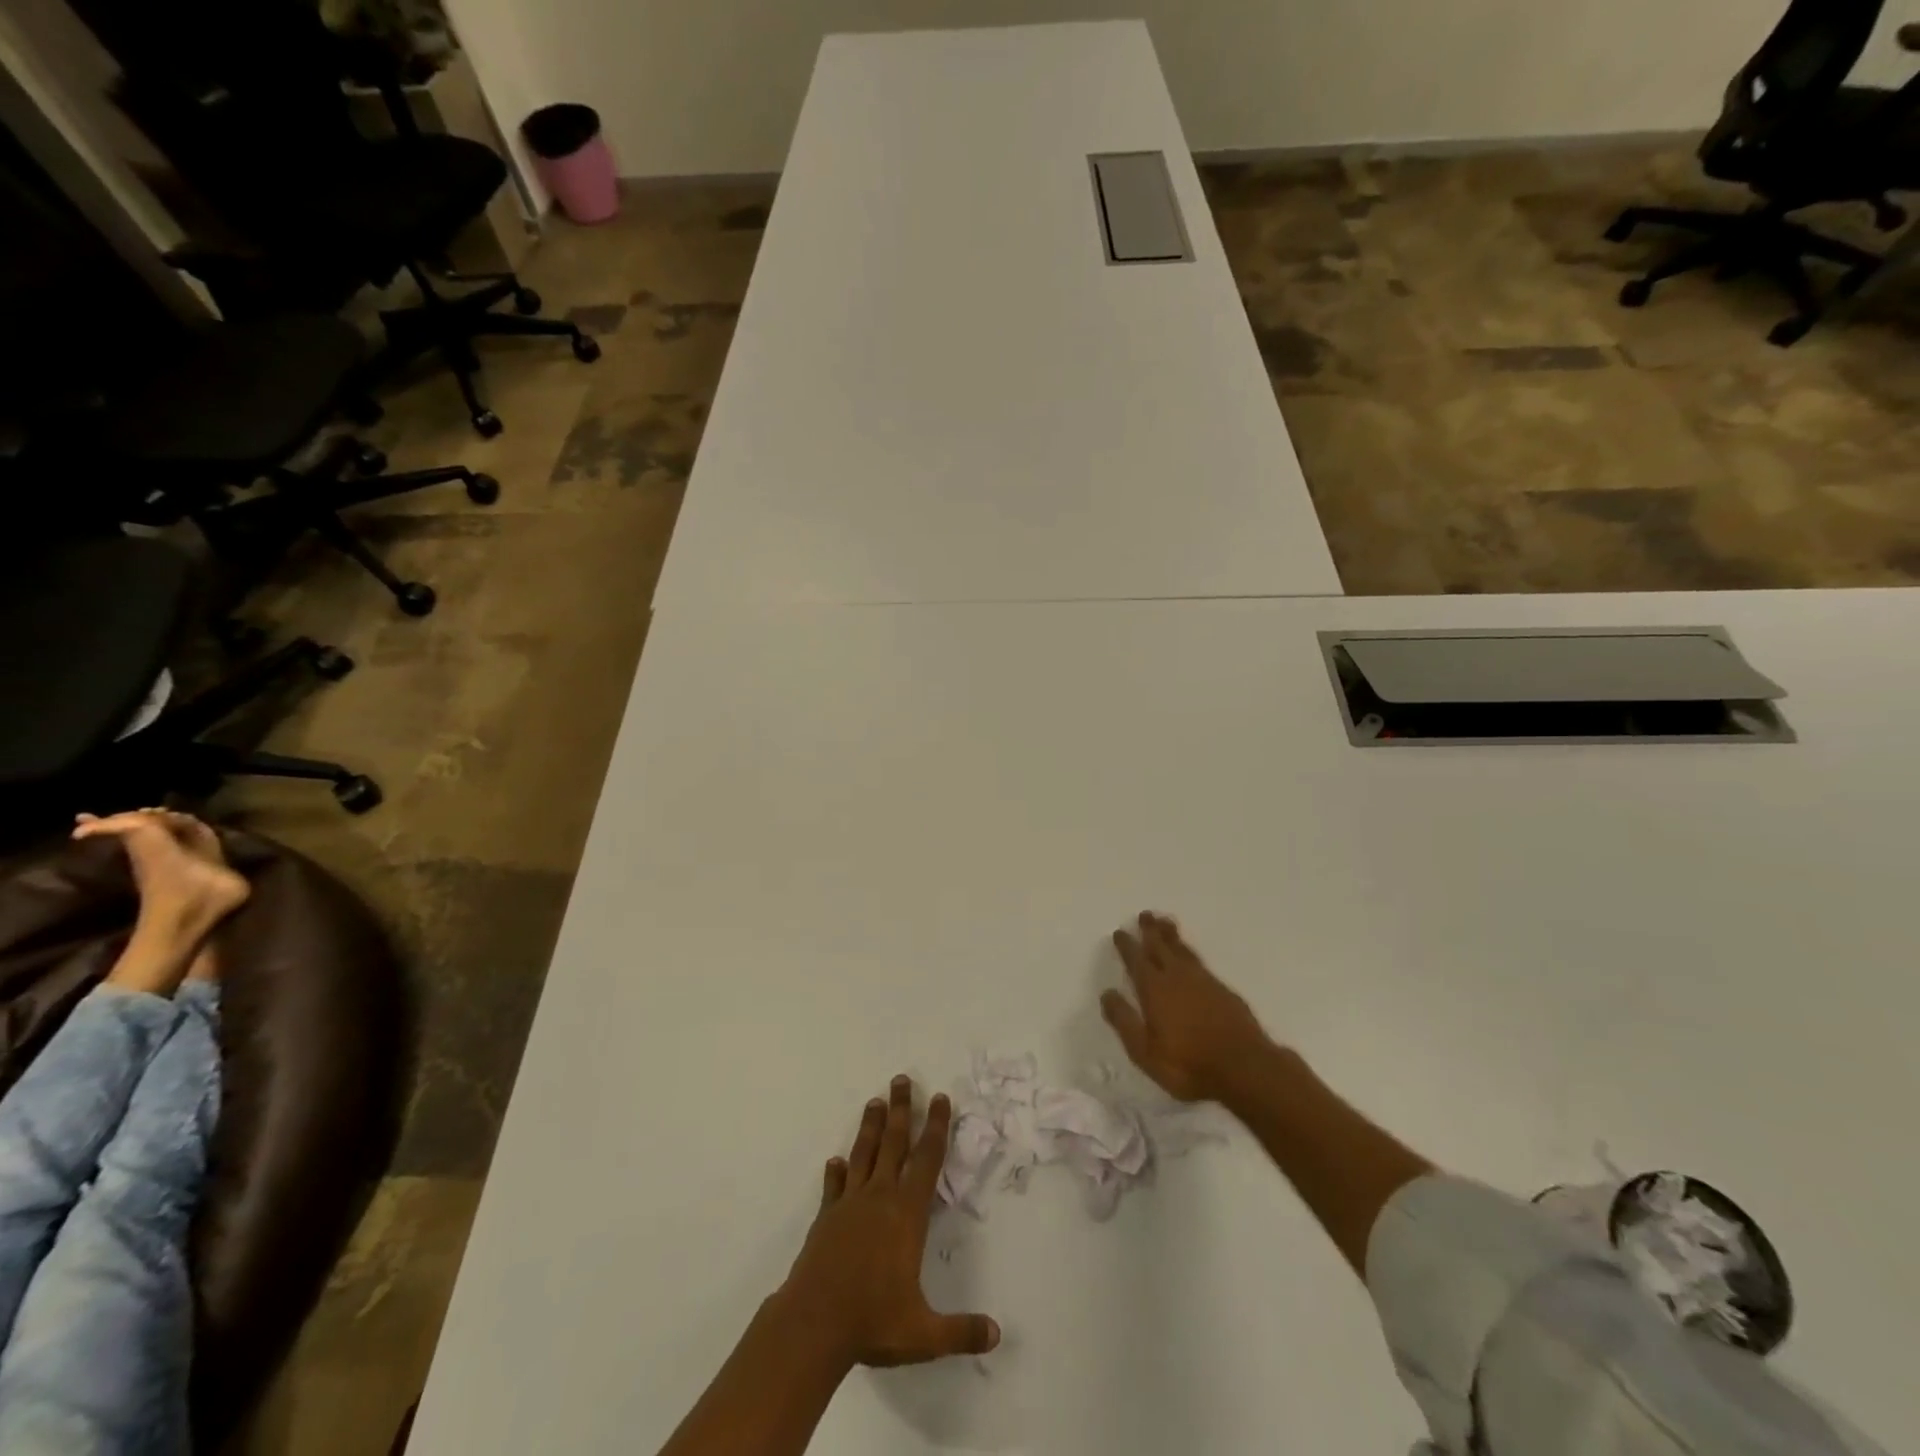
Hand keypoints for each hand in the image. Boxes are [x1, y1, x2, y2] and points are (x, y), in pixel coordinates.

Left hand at [780, 1076, 999, 1368]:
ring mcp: (849, 1205)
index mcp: (906, 1214)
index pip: (927, 1160)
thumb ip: (960, 1330)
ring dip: (870, 1127)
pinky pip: (833, 1187)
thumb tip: (996, 1335)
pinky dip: (836, 1172)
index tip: (940, 1098)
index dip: (936, 1127)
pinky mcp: (826, 1218)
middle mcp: (879, 1198)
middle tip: (902, 1079)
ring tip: (874, 1101)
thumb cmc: (872, 1321)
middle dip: (901, 1109)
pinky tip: (835, 1161)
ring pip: (863, 1154)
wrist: (813, 1325)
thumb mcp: (923, 1333)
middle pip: (893, 1142)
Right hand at [1101, 912, 1273, 1103]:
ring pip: (1183, 950)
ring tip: (1166, 923)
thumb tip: (1107, 994)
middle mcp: (1177, 978)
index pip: (1136, 961)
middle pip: (1161, 947)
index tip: (1120, 932)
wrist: (1246, 1068)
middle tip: (1145, 914)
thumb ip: (1124, 1021)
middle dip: (1151, 931)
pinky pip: (1200, 962)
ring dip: (1171, 936)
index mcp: (1154, 990)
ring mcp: (1204, 981)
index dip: (1127, 946)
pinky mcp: (1223, 990)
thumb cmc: (1188, 1064)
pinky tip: (1190, 957)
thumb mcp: (1145, 1051)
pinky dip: (1190, 952)